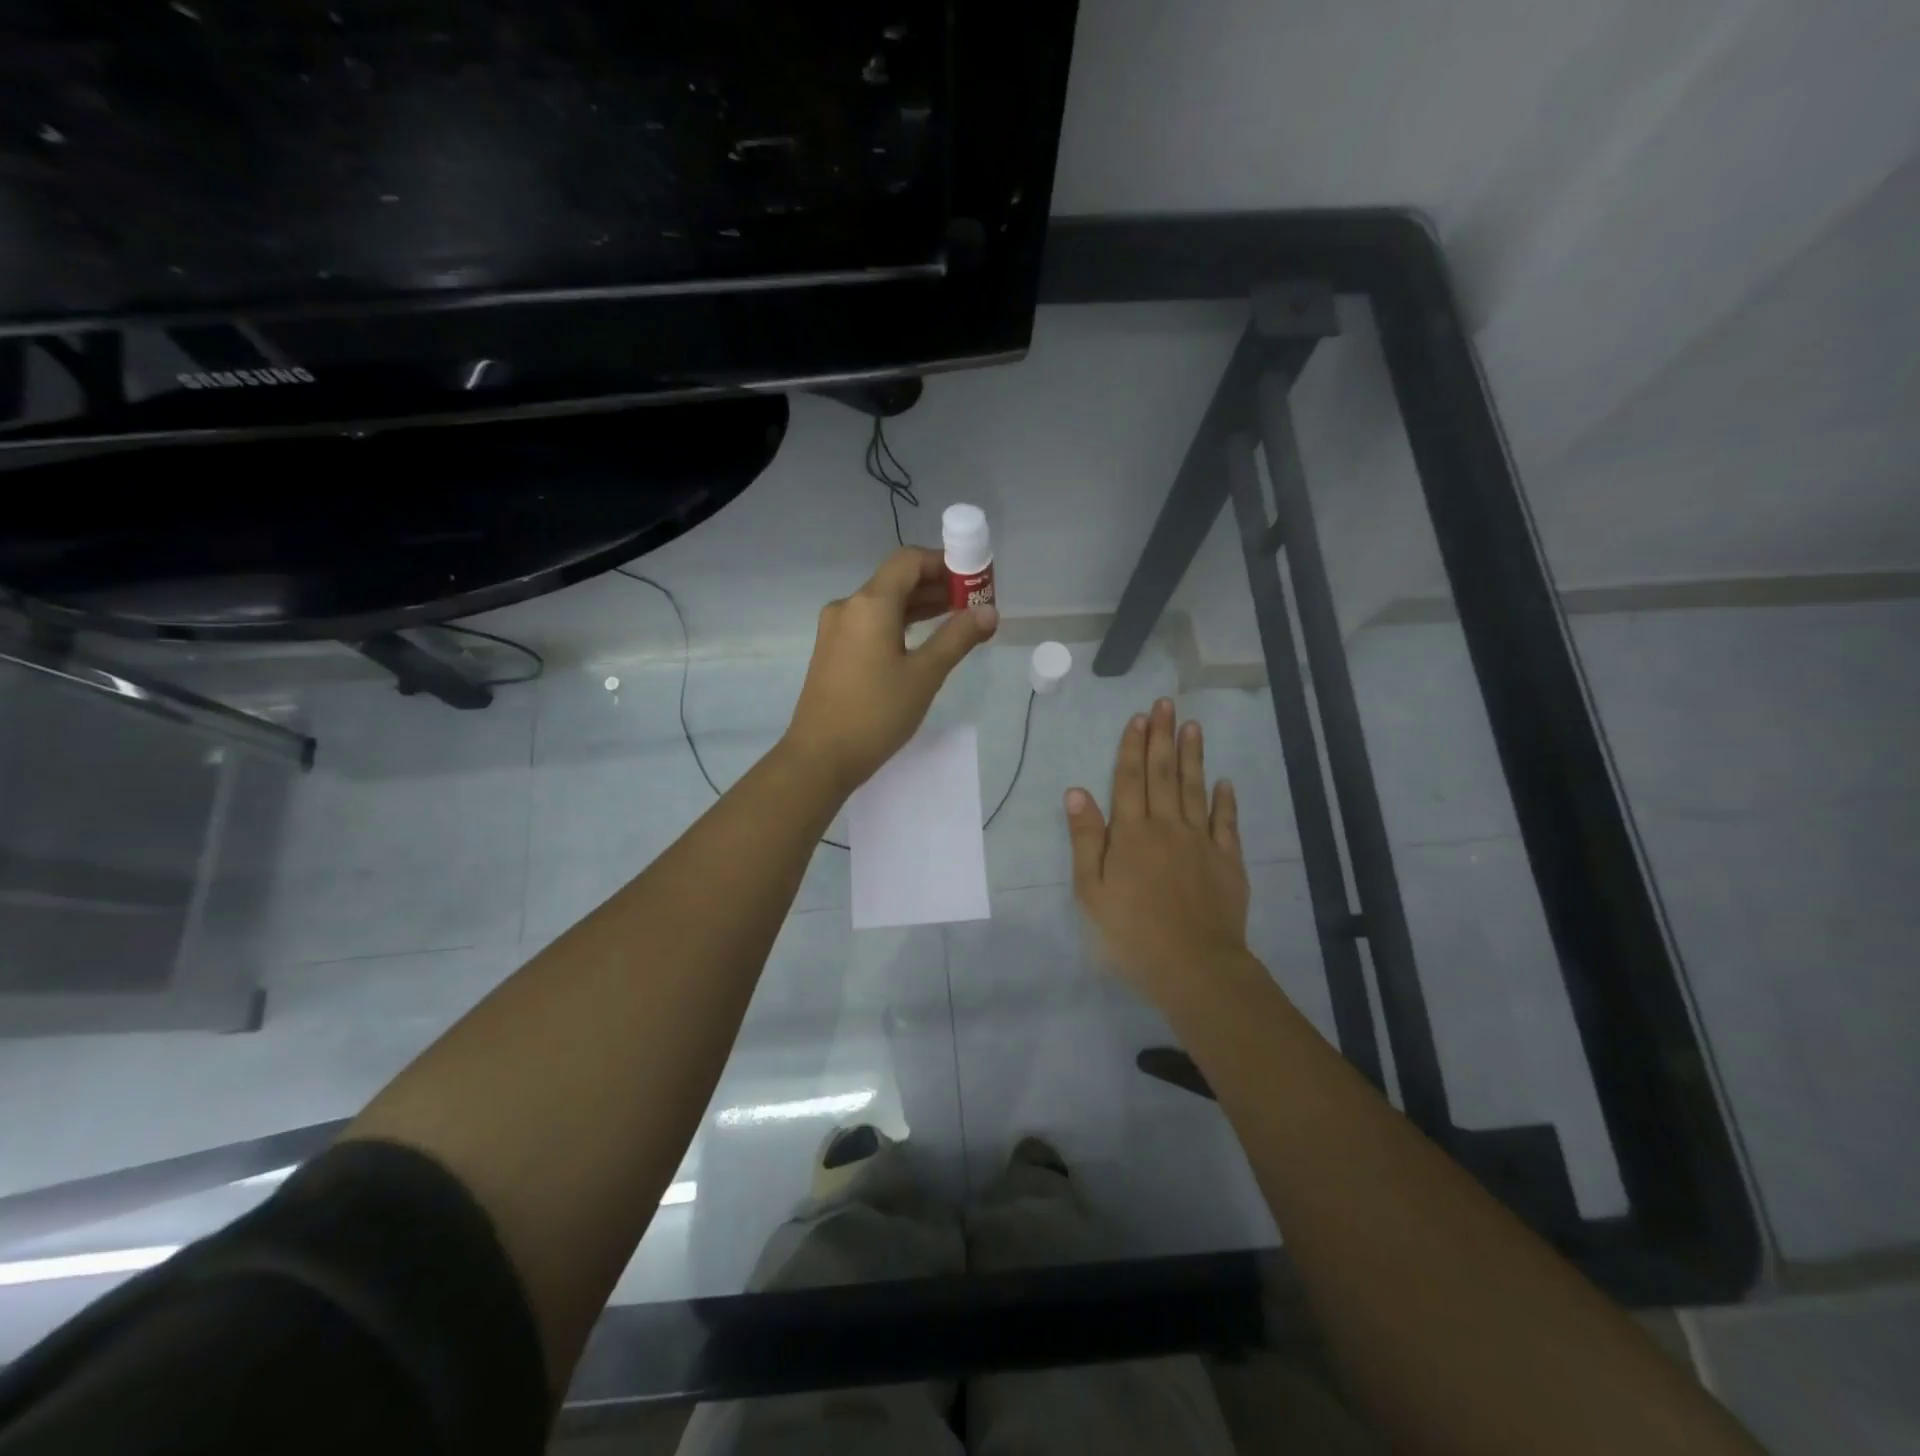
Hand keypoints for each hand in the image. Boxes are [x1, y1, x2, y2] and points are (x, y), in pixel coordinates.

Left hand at [783, 548, 997, 794]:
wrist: (820, 757)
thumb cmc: (876, 714)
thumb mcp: (924, 675)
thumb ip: (958, 637)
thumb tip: (990, 612)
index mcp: (870, 604)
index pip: (909, 561)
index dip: (944, 563)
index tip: (974, 580)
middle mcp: (848, 606)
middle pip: (896, 580)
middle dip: (936, 586)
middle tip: (974, 603)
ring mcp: (836, 629)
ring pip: (883, 603)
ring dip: (919, 606)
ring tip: (957, 620)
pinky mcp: (833, 650)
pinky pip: (871, 623)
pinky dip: (899, 624)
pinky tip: (922, 641)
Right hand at [1066, 698, 1249, 1000]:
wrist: (1193, 966)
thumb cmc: (1131, 932)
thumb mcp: (1091, 891)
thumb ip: (1086, 839)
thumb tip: (1076, 791)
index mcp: (1131, 833)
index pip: (1130, 780)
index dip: (1132, 747)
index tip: (1138, 718)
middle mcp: (1167, 827)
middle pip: (1164, 774)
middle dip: (1162, 737)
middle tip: (1166, 704)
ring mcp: (1201, 842)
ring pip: (1195, 789)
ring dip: (1193, 756)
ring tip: (1193, 726)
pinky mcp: (1227, 861)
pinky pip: (1226, 822)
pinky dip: (1225, 800)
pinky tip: (1224, 782)